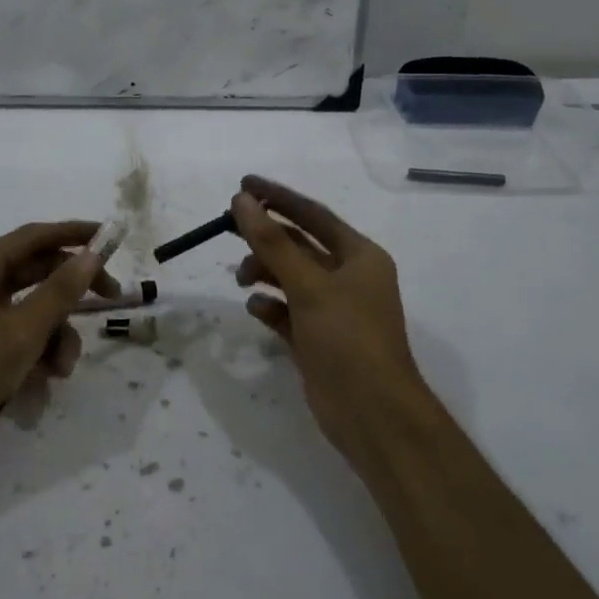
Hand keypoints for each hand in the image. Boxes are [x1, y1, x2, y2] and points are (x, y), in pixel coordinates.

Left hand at [0, 220, 119, 486]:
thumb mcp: (21, 332)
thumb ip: (60, 291)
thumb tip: (92, 253)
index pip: (35, 236)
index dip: (75, 233)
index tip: (112, 237)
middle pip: (36, 271)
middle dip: (72, 290)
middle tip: (112, 297)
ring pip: (32, 309)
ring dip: (56, 333)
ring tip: (63, 367)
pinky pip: (19, 334)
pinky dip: (38, 351)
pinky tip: (46, 380)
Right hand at [231, 175, 432, 467]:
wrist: (372, 415)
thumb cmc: (348, 339)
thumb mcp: (308, 285)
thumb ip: (272, 242)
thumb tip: (242, 200)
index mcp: (359, 256)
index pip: (313, 215)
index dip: (278, 197)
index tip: (243, 184)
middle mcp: (348, 278)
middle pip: (298, 245)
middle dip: (265, 237)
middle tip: (226, 226)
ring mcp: (332, 310)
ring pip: (290, 277)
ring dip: (264, 272)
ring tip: (242, 279)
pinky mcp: (317, 338)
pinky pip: (286, 311)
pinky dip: (270, 306)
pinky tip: (257, 309)